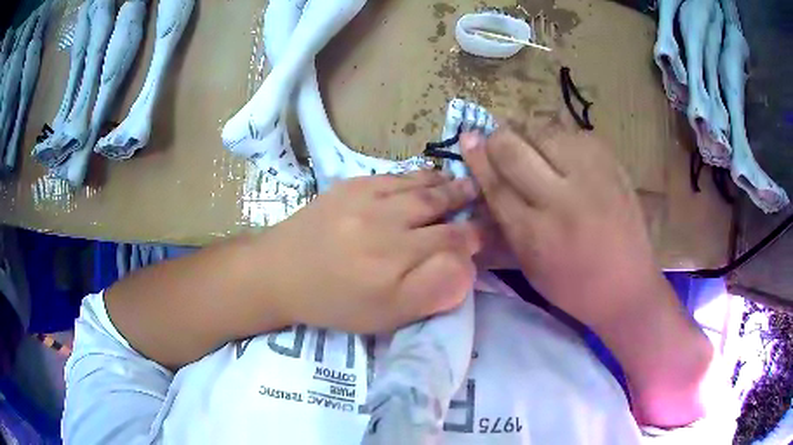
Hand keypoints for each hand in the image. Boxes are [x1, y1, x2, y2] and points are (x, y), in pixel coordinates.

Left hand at [263, 170, 481, 332]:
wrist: (280, 272)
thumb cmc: (334, 302)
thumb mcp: (384, 317)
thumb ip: (430, 293)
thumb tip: (465, 266)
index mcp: (392, 268)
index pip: (451, 244)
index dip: (474, 238)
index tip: (483, 237)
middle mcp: (383, 228)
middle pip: (440, 208)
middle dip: (467, 204)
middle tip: (483, 201)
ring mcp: (365, 200)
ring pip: (422, 188)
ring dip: (448, 186)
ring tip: (466, 185)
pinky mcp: (350, 185)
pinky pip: (397, 176)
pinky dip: (421, 177)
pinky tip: (431, 178)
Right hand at [461, 115, 659, 328]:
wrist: (627, 287)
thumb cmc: (573, 286)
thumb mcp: (530, 267)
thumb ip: (504, 224)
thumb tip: (483, 181)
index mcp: (535, 234)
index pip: (495, 183)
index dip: (477, 157)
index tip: (467, 138)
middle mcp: (562, 200)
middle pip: (515, 149)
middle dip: (498, 138)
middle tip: (496, 139)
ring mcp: (592, 178)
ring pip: (545, 132)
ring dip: (530, 134)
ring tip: (530, 144)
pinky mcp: (614, 166)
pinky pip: (576, 134)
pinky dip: (561, 137)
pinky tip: (562, 151)